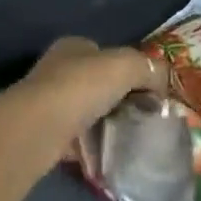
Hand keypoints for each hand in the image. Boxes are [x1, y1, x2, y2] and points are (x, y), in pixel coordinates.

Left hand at [0, 36, 162, 159]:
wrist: (37, 129)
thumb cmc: (81, 87)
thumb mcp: (126, 66)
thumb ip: (150, 68)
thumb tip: (163, 82)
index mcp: (74, 46)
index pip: (107, 53)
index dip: (130, 70)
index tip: (149, 92)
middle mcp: (57, 68)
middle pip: (97, 82)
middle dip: (118, 97)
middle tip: (142, 117)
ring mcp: (46, 102)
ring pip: (85, 110)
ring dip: (104, 122)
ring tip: (128, 138)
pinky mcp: (42, 133)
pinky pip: (75, 138)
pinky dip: (90, 145)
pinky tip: (106, 155)